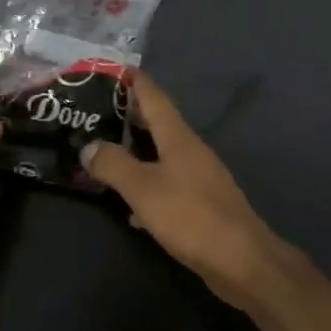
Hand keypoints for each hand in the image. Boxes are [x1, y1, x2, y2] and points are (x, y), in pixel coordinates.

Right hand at [79, 75, 289, 311]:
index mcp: (178, 136)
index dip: (133, 80)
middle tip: (94, 112)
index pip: (153, 95)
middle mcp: (189, 148)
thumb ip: (114, 165)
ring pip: (160, 153)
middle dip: (128, 114)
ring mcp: (197, 175)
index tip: (109, 70)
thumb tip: (88, 146)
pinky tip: (129, 204)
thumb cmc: (191, 215)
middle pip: (156, 121)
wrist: (242, 260)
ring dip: (135, 149)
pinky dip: (145, 184)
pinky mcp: (199, 203)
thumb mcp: (144, 189)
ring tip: (104, 151)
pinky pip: (166, 183)